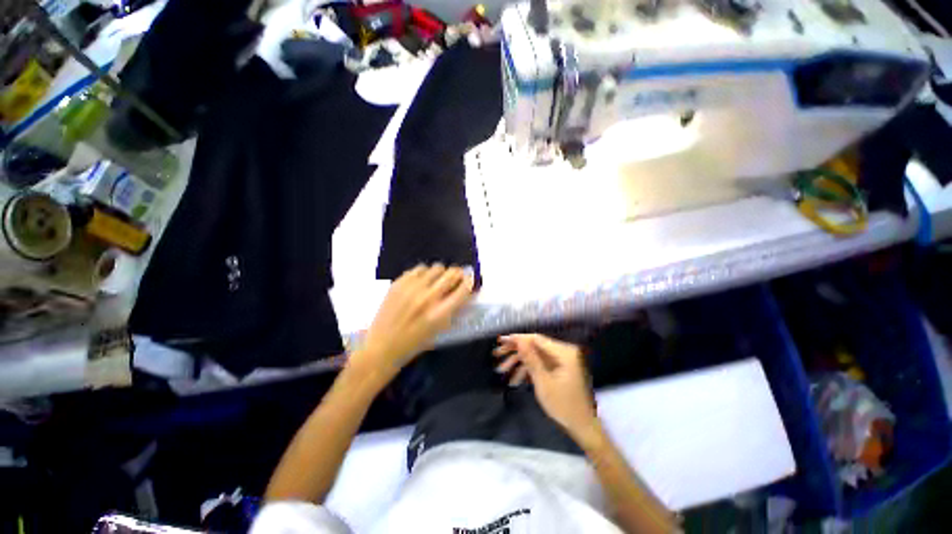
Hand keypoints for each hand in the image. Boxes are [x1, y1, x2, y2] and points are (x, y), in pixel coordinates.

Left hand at [350, 264, 474, 384]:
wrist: (381, 347)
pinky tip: (422, 281)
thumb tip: (465, 291)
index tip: (470, 279)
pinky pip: (419, 268)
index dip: (470, 281)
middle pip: (452, 274)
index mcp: (440, 313)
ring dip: (441, 273)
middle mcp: (428, 298)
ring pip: (437, 267)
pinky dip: (425, 273)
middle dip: (458, 274)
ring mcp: (412, 288)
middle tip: (456, 277)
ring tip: (438, 280)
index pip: (464, 288)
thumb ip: (453, 309)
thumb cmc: (414, 344)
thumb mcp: (440, 330)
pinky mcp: (399, 283)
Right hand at [494, 334, 596, 437]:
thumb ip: (530, 358)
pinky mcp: (559, 369)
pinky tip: (515, 380)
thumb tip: (518, 339)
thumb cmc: (564, 405)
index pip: (536, 339)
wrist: (583, 427)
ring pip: (535, 356)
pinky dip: (528, 370)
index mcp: (564, 352)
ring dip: (519, 363)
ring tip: (501, 370)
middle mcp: (564, 352)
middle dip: (515, 352)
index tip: (500, 340)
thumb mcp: (543, 382)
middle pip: (534, 346)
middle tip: (497, 355)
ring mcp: (562, 361)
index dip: (517, 339)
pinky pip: (541, 364)